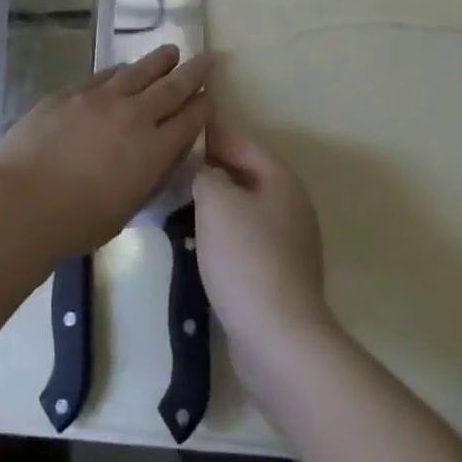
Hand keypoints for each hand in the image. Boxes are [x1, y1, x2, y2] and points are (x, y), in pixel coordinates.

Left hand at [0, 45, 211, 259]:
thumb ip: (149, 177)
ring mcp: (101, 98)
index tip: (211, 95)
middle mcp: (134, 116)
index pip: (188, 121)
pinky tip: (123, 69)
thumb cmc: (76, 222)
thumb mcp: (127, 209)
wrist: (22, 201)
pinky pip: (104, 75)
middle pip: (171, 87)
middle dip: (193, 72)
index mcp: (153, 150)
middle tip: (207, 57)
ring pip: (138, 71)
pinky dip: (120, 71)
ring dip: (159, 61)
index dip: (203, 106)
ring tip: (171, 51)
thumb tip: (162, 155)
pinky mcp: (71, 93)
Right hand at [194, 105, 335, 385]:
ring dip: (215, 201)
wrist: (278, 338)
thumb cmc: (246, 258)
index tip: (179, 122)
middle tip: (171, 162)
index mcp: (280, 177)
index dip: (209, 129)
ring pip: (243, 205)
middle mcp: (290, 202)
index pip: (239, 139)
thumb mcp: (216, 201)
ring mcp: (288, 239)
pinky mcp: (279, 272)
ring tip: (177, 198)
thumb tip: (204, 171)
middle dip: (210, 166)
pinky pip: (245, 236)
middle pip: (244, 171)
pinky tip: (198, 239)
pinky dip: (223, 231)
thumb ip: (205, 173)